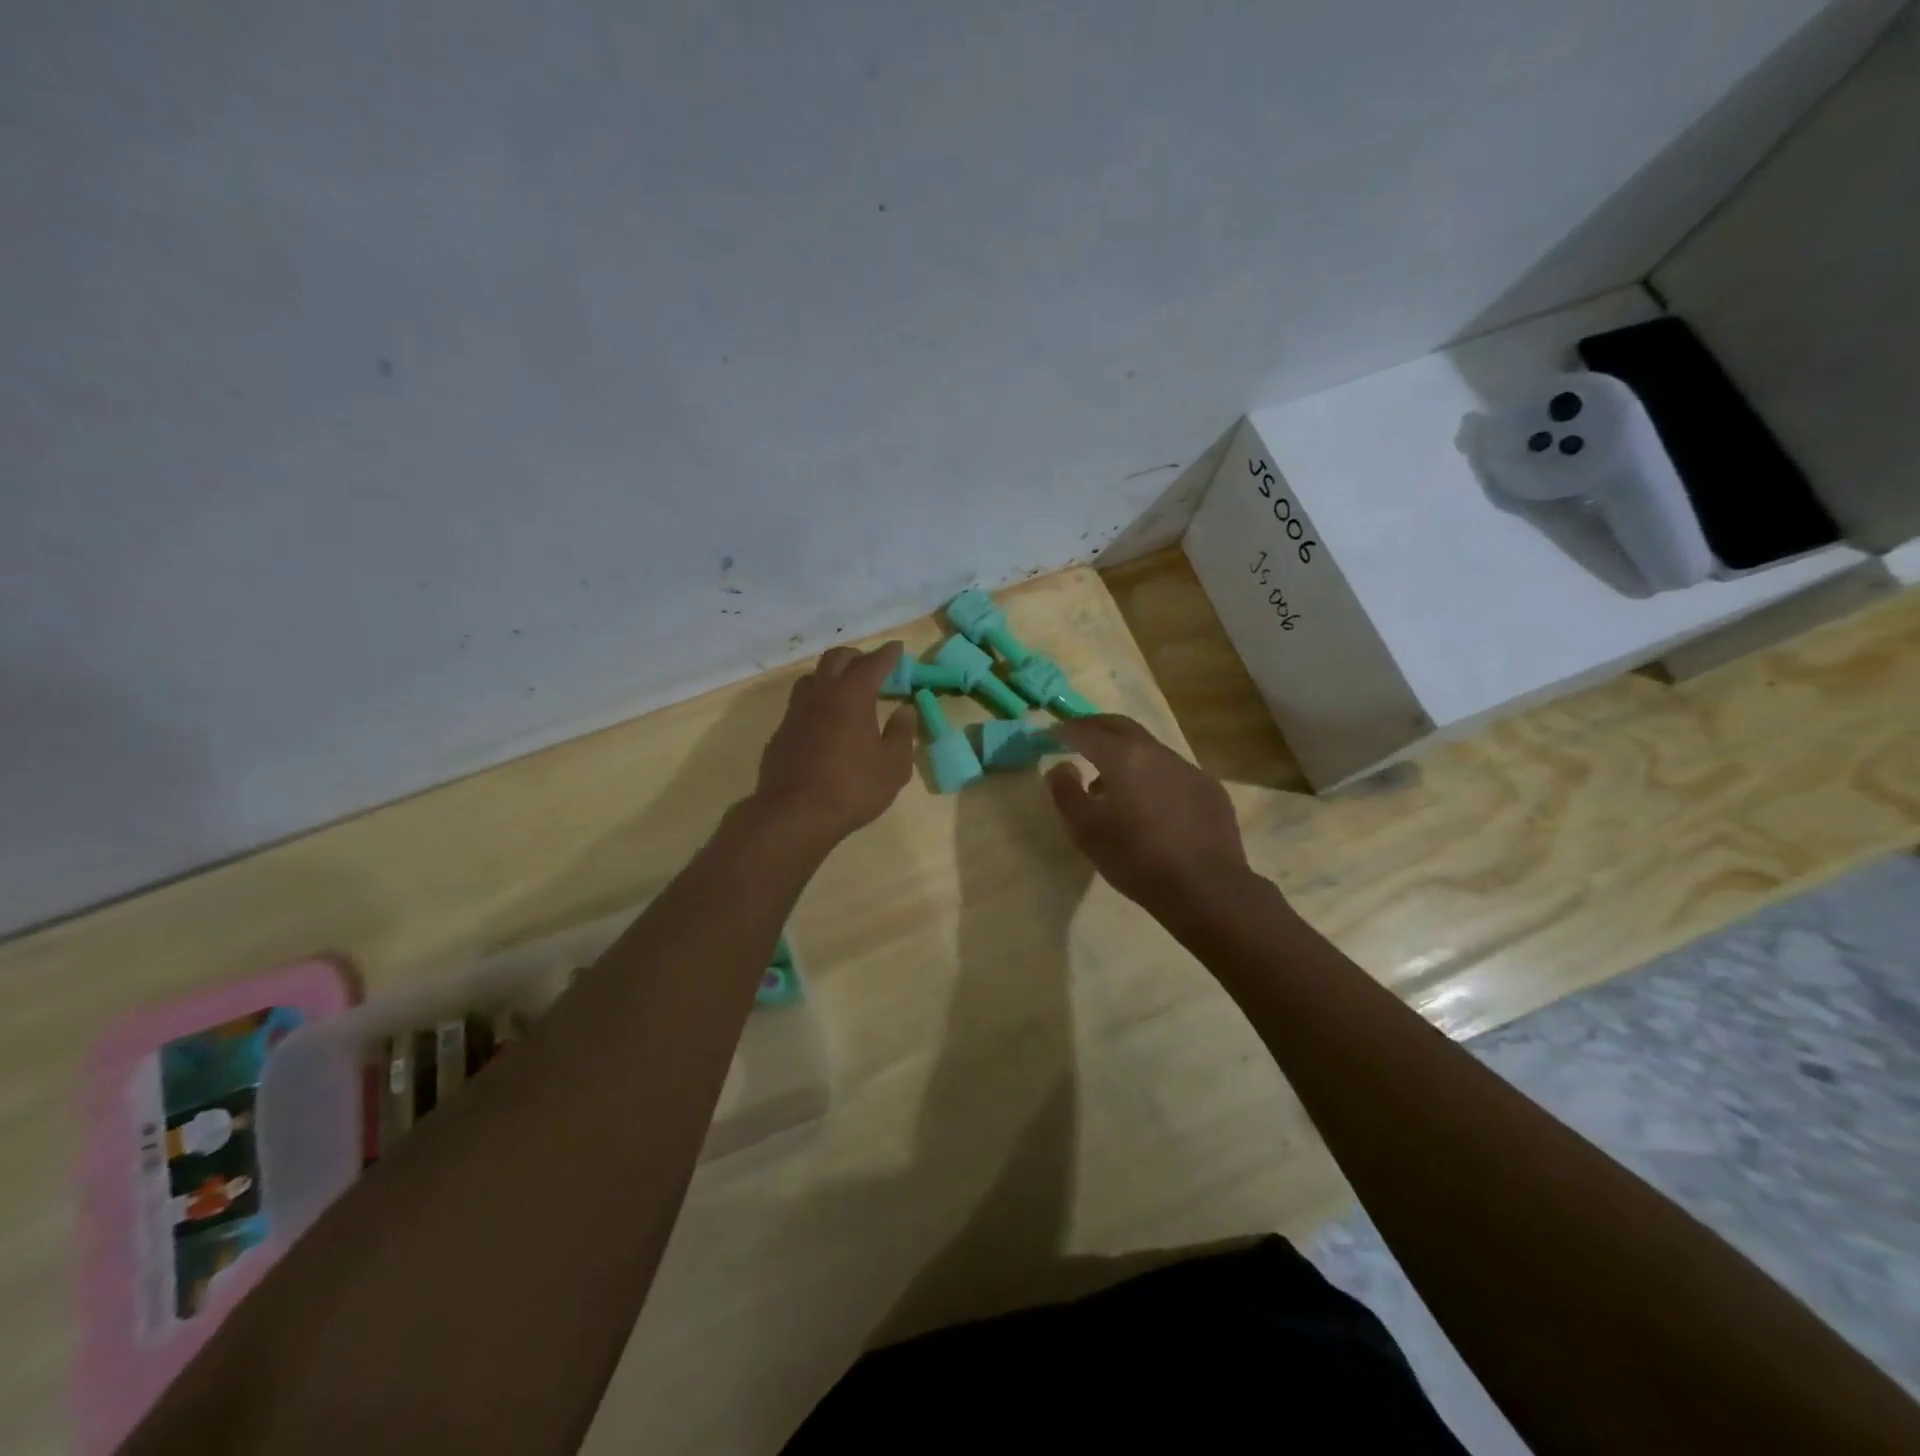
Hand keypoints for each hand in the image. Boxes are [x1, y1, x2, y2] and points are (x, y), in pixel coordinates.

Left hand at [752, 642, 916, 841]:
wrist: (795, 814)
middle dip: (856, 657)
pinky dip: (816, 703)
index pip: (872, 663)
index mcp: (852, 695)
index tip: (897, 648)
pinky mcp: (780, 733)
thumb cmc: (853, 788)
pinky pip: (800, 705)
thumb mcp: (893, 766)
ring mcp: (795, 712)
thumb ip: (901, 734)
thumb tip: (904, 710)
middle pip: (836, 659)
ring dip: (830, 676)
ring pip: (812, 678)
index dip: (887, 654)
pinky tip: (824, 722)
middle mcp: (821, 694)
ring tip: (845, 690)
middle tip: (871, 666)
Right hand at [1046, 715, 1248, 912]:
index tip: (1050, 734)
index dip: (1065, 730)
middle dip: (1096, 726)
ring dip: (1125, 753)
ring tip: (1109, 778)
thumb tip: (1058, 768)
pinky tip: (1149, 802)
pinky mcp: (1209, 789)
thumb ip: (1066, 793)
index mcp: (1123, 757)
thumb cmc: (1136, 858)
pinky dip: (1152, 775)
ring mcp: (1188, 768)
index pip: (1087, 732)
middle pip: (1121, 726)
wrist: (1205, 888)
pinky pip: (1172, 771)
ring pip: (1149, 748)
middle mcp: (1157, 752)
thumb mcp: (1086, 831)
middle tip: (1078, 735)